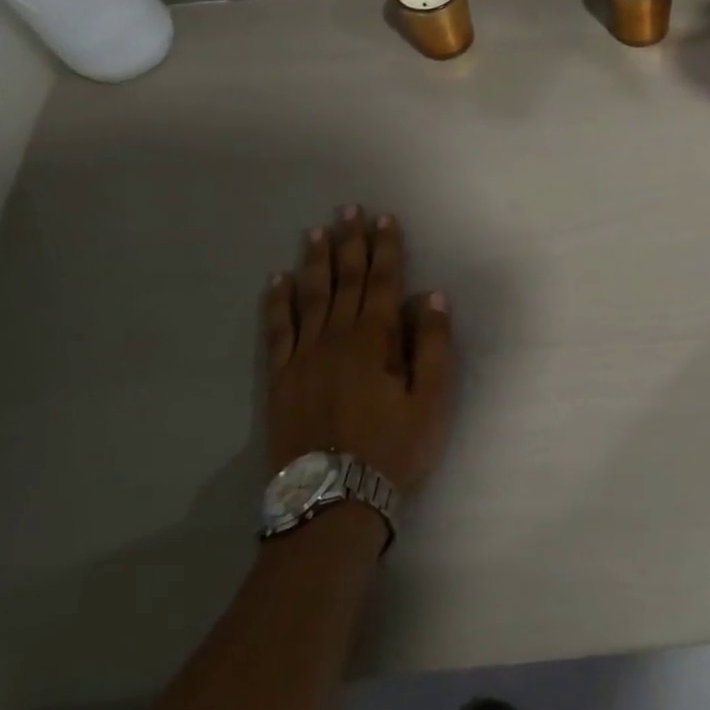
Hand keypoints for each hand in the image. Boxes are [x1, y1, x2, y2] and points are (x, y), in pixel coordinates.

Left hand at [261, 207, 456, 493]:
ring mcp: (304, 356)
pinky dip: (278, 303)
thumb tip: (431, 296)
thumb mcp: (431, 401)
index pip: (383, 281)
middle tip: (348, 209)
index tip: (384, 218)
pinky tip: (277, 281)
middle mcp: (337, 337)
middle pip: (345, 279)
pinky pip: (277, 329)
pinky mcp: (281, 378)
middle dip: (350, 242)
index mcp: (375, 339)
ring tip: (316, 231)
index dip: (386, 247)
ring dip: (315, 261)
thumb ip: (433, 345)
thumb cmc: (392, 449)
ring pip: (310, 296)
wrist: (332, 501)